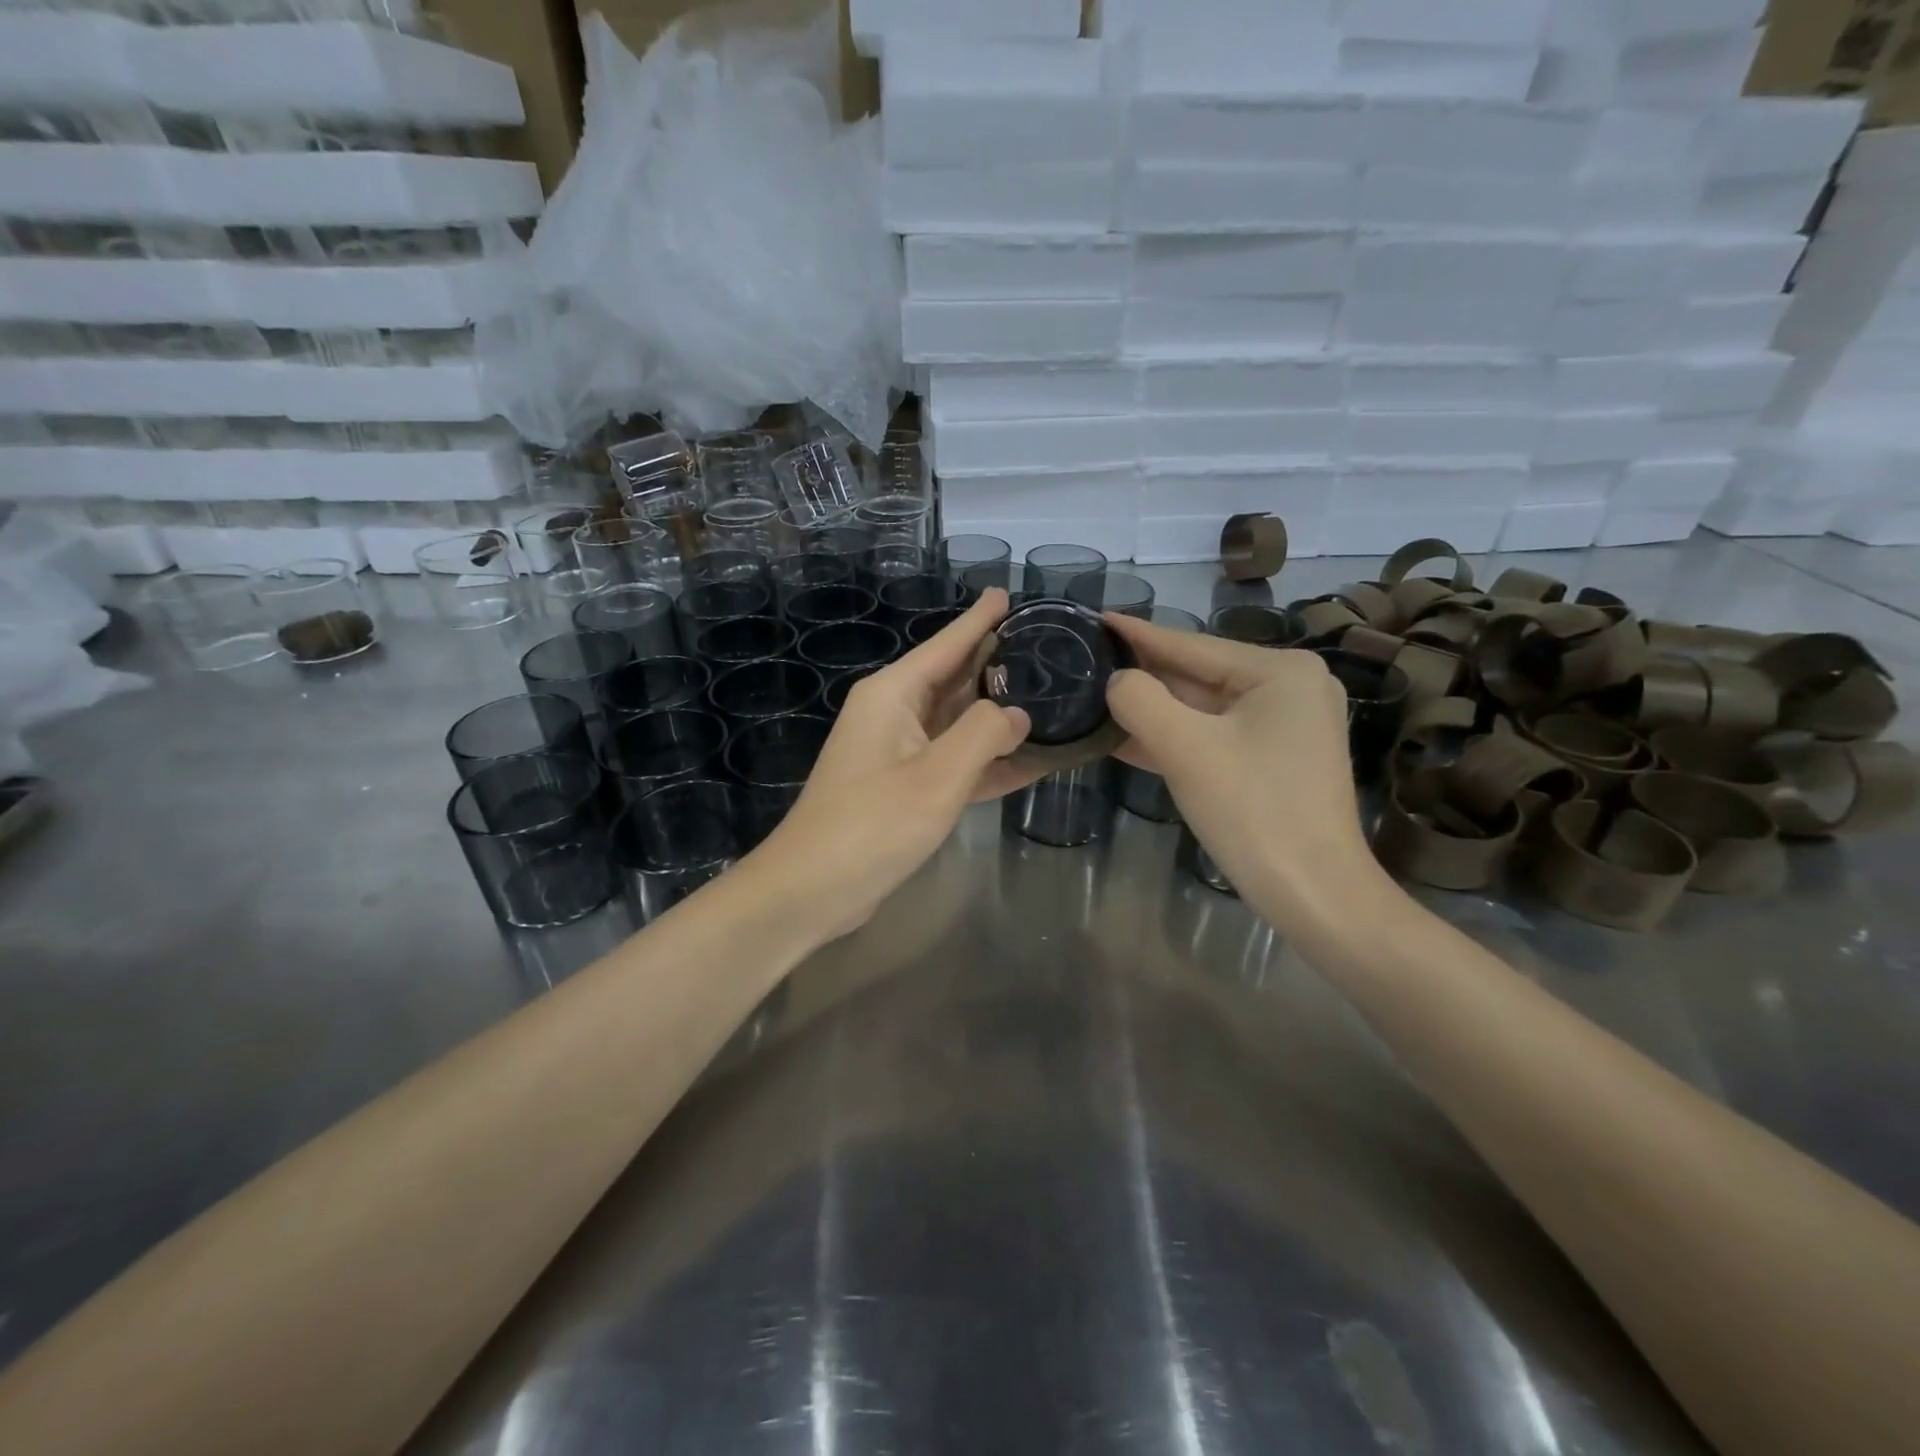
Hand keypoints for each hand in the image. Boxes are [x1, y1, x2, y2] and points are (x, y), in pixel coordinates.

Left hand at [754, 588, 1035, 937]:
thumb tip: (1017, 712)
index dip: (979, 620)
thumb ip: (985, 735)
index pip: (946, 644)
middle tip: (1045, 647)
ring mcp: (897, 752)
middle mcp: (894, 713)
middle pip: (954, 679)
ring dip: (997, 716)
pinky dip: (986, 762)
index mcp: (893, 694)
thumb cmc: (872, 823)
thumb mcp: (937, 776)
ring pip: (957, 722)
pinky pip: (953, 762)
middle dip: (995, 663)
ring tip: (1047, 696)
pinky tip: (1028, 760)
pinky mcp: (903, 787)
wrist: (812, 889)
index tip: (1006, 593)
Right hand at [1103, 616, 1388, 924]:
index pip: (1192, 645)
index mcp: (1279, 671)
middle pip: (1198, 676)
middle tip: (1087, 661)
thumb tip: (1117, 681)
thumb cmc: (1253, 812)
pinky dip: (1173, 739)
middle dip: (1143, 676)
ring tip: (1095, 697)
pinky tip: (1125, 738)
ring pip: (1202, 710)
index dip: (1138, 634)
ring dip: (1152, 711)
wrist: (1315, 896)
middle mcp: (1289, 688)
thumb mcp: (1186, 749)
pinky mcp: (1274, 761)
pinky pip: (1213, 737)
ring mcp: (1285, 727)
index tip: (1096, 618)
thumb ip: (1141, 701)